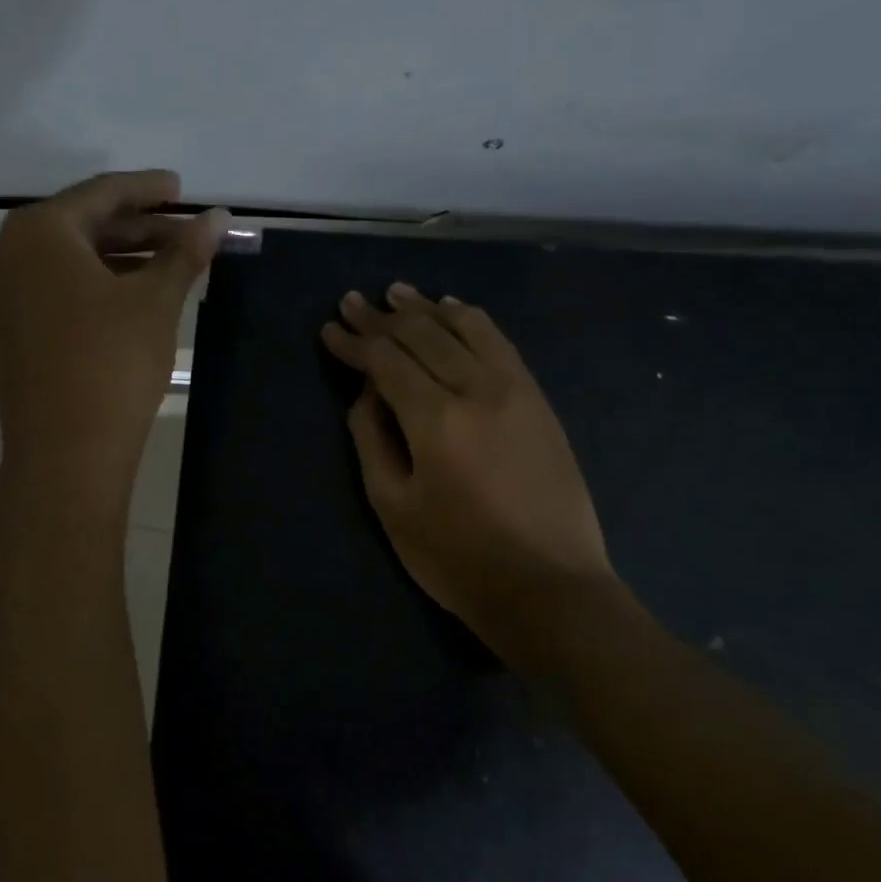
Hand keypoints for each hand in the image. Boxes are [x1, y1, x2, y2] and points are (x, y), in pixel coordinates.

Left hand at [0, 171, 225, 515]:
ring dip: (118, 255)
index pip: (101, 193)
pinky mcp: (8, 327)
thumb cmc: (112, 363)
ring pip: (67, 258)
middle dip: (137, 226)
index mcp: (39, 231)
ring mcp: (1, 293)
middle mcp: (8, 252)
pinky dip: (94, 282)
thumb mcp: (155, 302)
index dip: (148, 190)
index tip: (182, 189)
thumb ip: (185, 252)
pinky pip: (54, 286)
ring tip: (169, 262)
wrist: (65, 452)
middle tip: (184, 230)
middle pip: (81, 223)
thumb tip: (219, 218)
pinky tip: (132, 292)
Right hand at [321, 283, 612, 663]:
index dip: (354, 341)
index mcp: (435, 419)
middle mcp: (477, 389)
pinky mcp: (538, 400)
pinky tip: (454, 310)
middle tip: (353, 301)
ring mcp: (515, 390)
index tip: (329, 328)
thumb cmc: (458, 558)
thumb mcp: (393, 506)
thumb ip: (372, 439)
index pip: (386, 360)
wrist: (551, 588)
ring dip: (427, 307)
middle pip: (422, 335)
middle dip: (382, 317)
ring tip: (399, 293)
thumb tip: (367, 391)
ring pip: (465, 328)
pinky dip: (471, 320)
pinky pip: (501, 342)